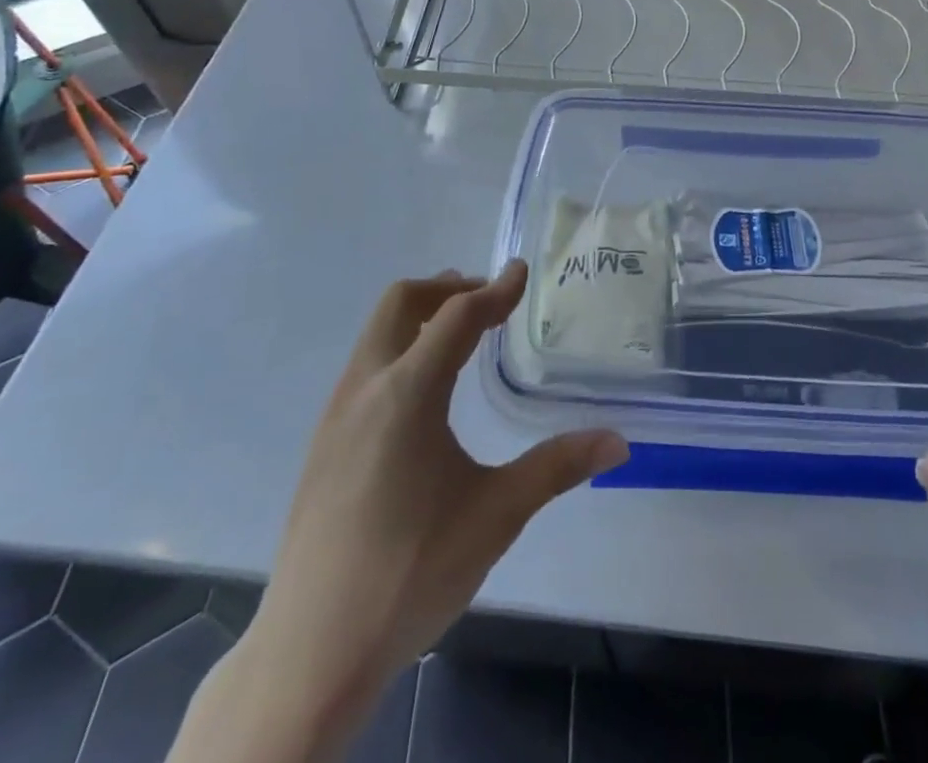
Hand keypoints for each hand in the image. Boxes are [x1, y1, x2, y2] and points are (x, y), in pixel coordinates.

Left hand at [245, 263, 627, 729]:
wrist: (310, 654)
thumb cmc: (411, 573)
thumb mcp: (497, 514)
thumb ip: (557, 467)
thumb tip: (617, 443)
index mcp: (408, 393)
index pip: (457, 315)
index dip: (494, 290)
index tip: (521, 272)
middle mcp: (365, 389)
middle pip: (400, 303)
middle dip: (446, 288)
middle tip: (488, 301)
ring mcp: (335, 417)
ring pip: (375, 334)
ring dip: (418, 317)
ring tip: (459, 337)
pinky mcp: (322, 446)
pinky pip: (364, 368)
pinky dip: (398, 350)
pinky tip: (422, 397)